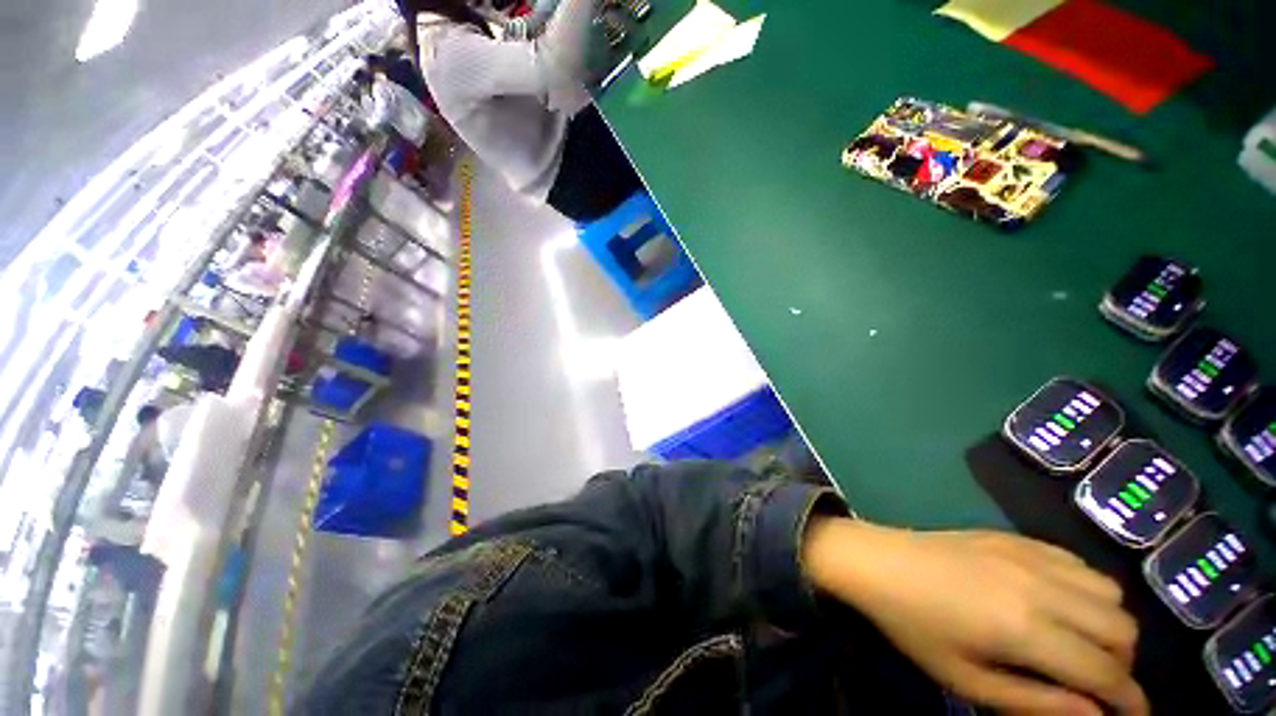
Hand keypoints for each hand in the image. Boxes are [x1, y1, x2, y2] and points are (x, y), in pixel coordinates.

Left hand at [802, 518, 1147, 714]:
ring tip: (1081, 644)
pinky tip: (1061, 602)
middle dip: (1121, 665)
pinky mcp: (1014, 536)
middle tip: (1097, 684)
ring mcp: (1028, 554)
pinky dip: (1087, 588)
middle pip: (1122, 630)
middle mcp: (1041, 587)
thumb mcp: (968, 680)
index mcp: (1027, 629)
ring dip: (1109, 625)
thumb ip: (1037, 701)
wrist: (875, 561)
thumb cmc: (914, 626)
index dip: (1132, 703)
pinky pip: (1077, 561)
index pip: (1107, 673)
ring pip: (1109, 592)